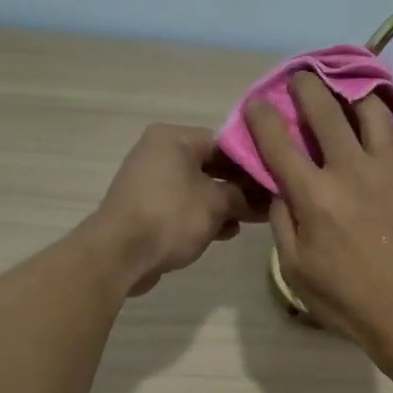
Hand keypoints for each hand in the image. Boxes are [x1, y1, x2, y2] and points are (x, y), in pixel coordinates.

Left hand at [90, 124, 259, 295]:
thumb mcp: (217, 203)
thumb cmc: (171, 217)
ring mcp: (150, 182)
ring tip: (250, 221)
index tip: (273, 182)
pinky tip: (225, 232)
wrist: (120, 254)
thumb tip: (259, 200)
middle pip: (210, 166)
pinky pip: (182, 207)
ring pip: (198, 189)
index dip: (251, 163)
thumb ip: (242, 196)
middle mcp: (159, 153)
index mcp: (173, 138)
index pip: (224, 143)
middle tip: (267, 203)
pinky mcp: (146, 209)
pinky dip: (203, 216)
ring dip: (224, 205)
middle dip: (239, 187)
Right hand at [246, 72, 392, 347]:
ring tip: (343, 91)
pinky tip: (371, 118)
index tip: (256, 103)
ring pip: (368, 109)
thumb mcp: (295, 268)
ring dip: (349, 93)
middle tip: (300, 78)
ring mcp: (385, 168)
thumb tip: (281, 187)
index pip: (278, 141)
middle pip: (324, 110)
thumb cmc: (345, 297)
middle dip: (305, 86)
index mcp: (313, 195)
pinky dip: (377, 116)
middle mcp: (348, 170)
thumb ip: (283, 221)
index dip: (261, 116)